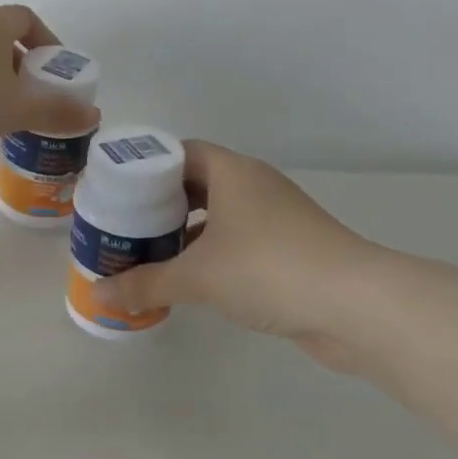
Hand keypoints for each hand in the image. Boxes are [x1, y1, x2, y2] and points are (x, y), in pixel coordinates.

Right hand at [91, 141, 386, 358]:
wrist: (357, 307)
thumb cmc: (268, 269)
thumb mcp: (198, 276)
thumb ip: (145, 284)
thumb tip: (100, 295)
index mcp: (232, 172)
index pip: (179, 152)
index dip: (145, 167)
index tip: (116, 190)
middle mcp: (254, 186)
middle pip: (196, 183)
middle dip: (159, 203)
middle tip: (124, 224)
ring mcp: (276, 218)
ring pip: (218, 214)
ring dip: (185, 231)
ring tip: (148, 252)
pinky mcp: (289, 249)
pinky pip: (237, 241)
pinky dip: (211, 253)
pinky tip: (189, 278)